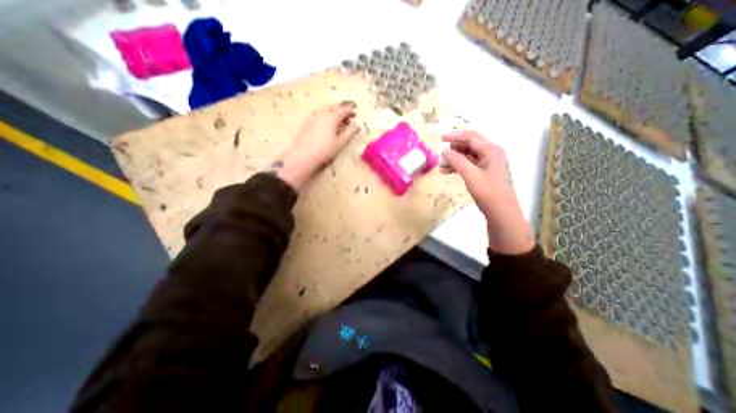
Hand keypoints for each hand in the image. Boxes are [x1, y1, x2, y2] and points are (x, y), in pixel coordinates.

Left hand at [278, 102, 361, 188]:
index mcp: (332, 116)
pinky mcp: (307, 122)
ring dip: (333, 115)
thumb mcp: (341, 142)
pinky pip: (319, 116)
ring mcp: (313, 117)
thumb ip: (350, 132)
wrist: (303, 156)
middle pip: (334, 108)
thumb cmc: (325, 150)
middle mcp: (322, 113)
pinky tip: (327, 128)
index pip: (343, 109)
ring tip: (338, 125)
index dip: (350, 111)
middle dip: (342, 113)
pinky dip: (326, 118)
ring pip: (326, 111)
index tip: (355, 115)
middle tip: (347, 121)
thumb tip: (357, 124)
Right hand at [439, 131, 532, 254]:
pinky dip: (458, 167)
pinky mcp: (484, 173)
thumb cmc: (488, 191)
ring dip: (455, 159)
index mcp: (491, 150)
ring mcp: (488, 164)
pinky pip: (469, 165)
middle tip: (441, 153)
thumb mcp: (470, 174)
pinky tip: (447, 171)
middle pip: (470, 145)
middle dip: (454, 148)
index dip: (455, 136)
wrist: (501, 211)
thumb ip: (457, 161)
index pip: (471, 137)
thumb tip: (444, 150)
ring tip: (441, 165)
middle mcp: (491, 154)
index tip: (441, 138)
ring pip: (468, 156)